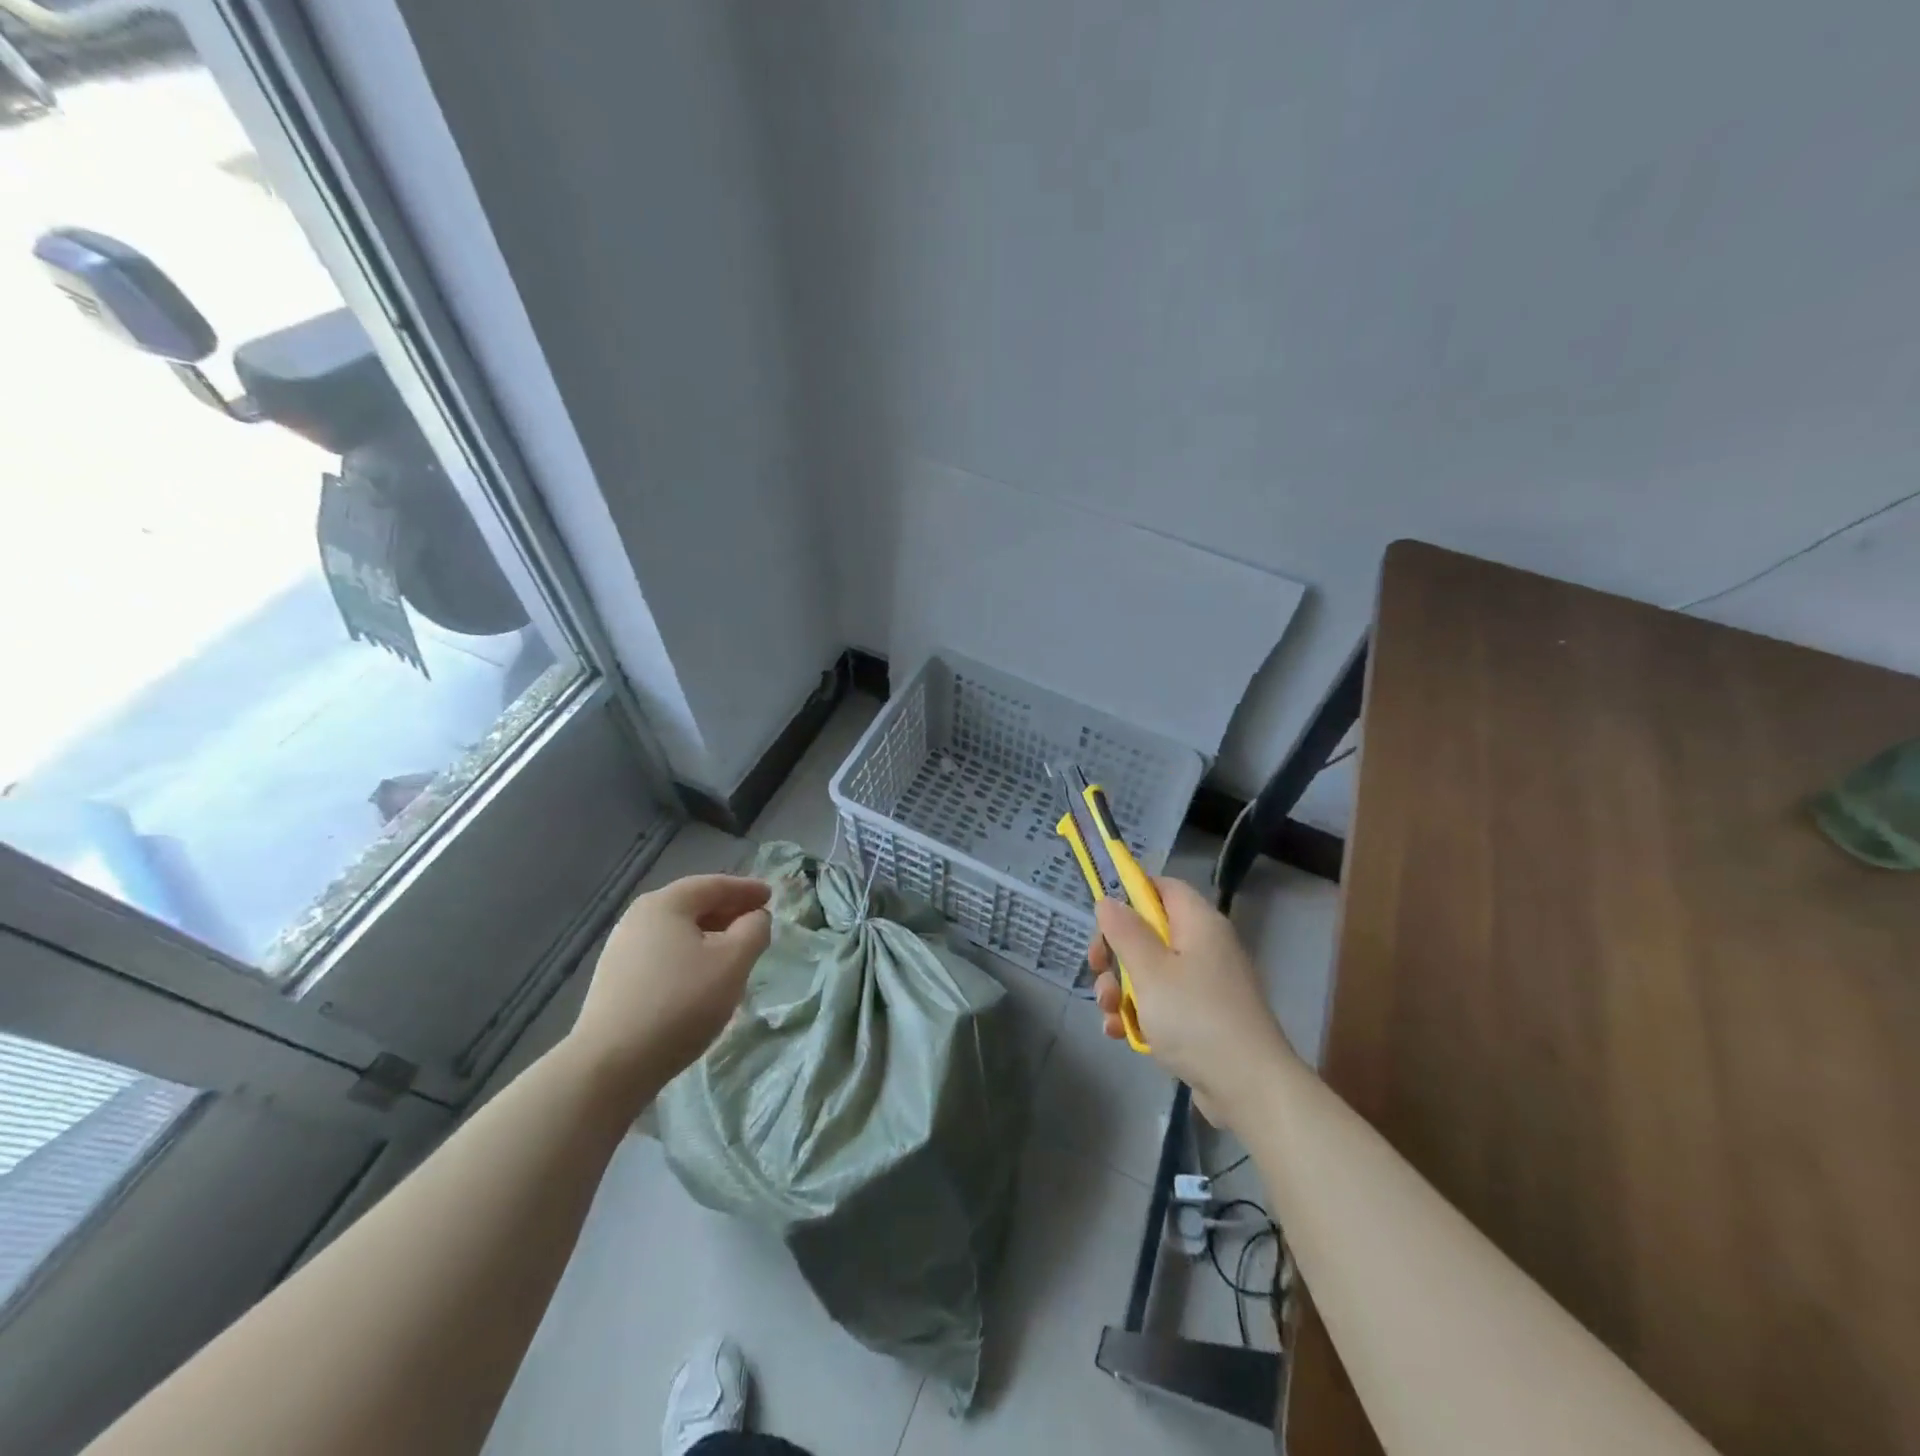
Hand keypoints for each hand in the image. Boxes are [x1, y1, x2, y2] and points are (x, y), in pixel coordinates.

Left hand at [565, 874, 771, 1103]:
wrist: (610, 1065)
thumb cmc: (681, 1002)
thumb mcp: (733, 962)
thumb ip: (754, 930)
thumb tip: (756, 917)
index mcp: (665, 904)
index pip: (714, 885)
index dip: (746, 889)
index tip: (770, 896)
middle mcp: (638, 918)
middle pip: (692, 905)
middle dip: (727, 911)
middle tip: (756, 922)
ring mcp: (621, 950)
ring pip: (677, 932)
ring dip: (709, 936)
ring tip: (734, 952)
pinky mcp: (615, 981)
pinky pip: (663, 955)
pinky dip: (690, 955)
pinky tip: (702, 978)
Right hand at [1088, 877, 1298, 1127]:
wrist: (1250, 1088)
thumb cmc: (1195, 1017)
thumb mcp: (1149, 970)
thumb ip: (1125, 932)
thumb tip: (1109, 901)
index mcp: (1199, 924)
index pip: (1163, 887)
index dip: (1130, 894)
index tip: (1103, 918)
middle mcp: (1206, 947)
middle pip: (1150, 932)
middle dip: (1117, 952)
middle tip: (1097, 969)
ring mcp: (1207, 985)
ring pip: (1151, 971)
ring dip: (1122, 989)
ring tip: (1108, 1012)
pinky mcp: (1204, 1019)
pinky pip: (1164, 1004)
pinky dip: (1141, 1014)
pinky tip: (1120, 1033)